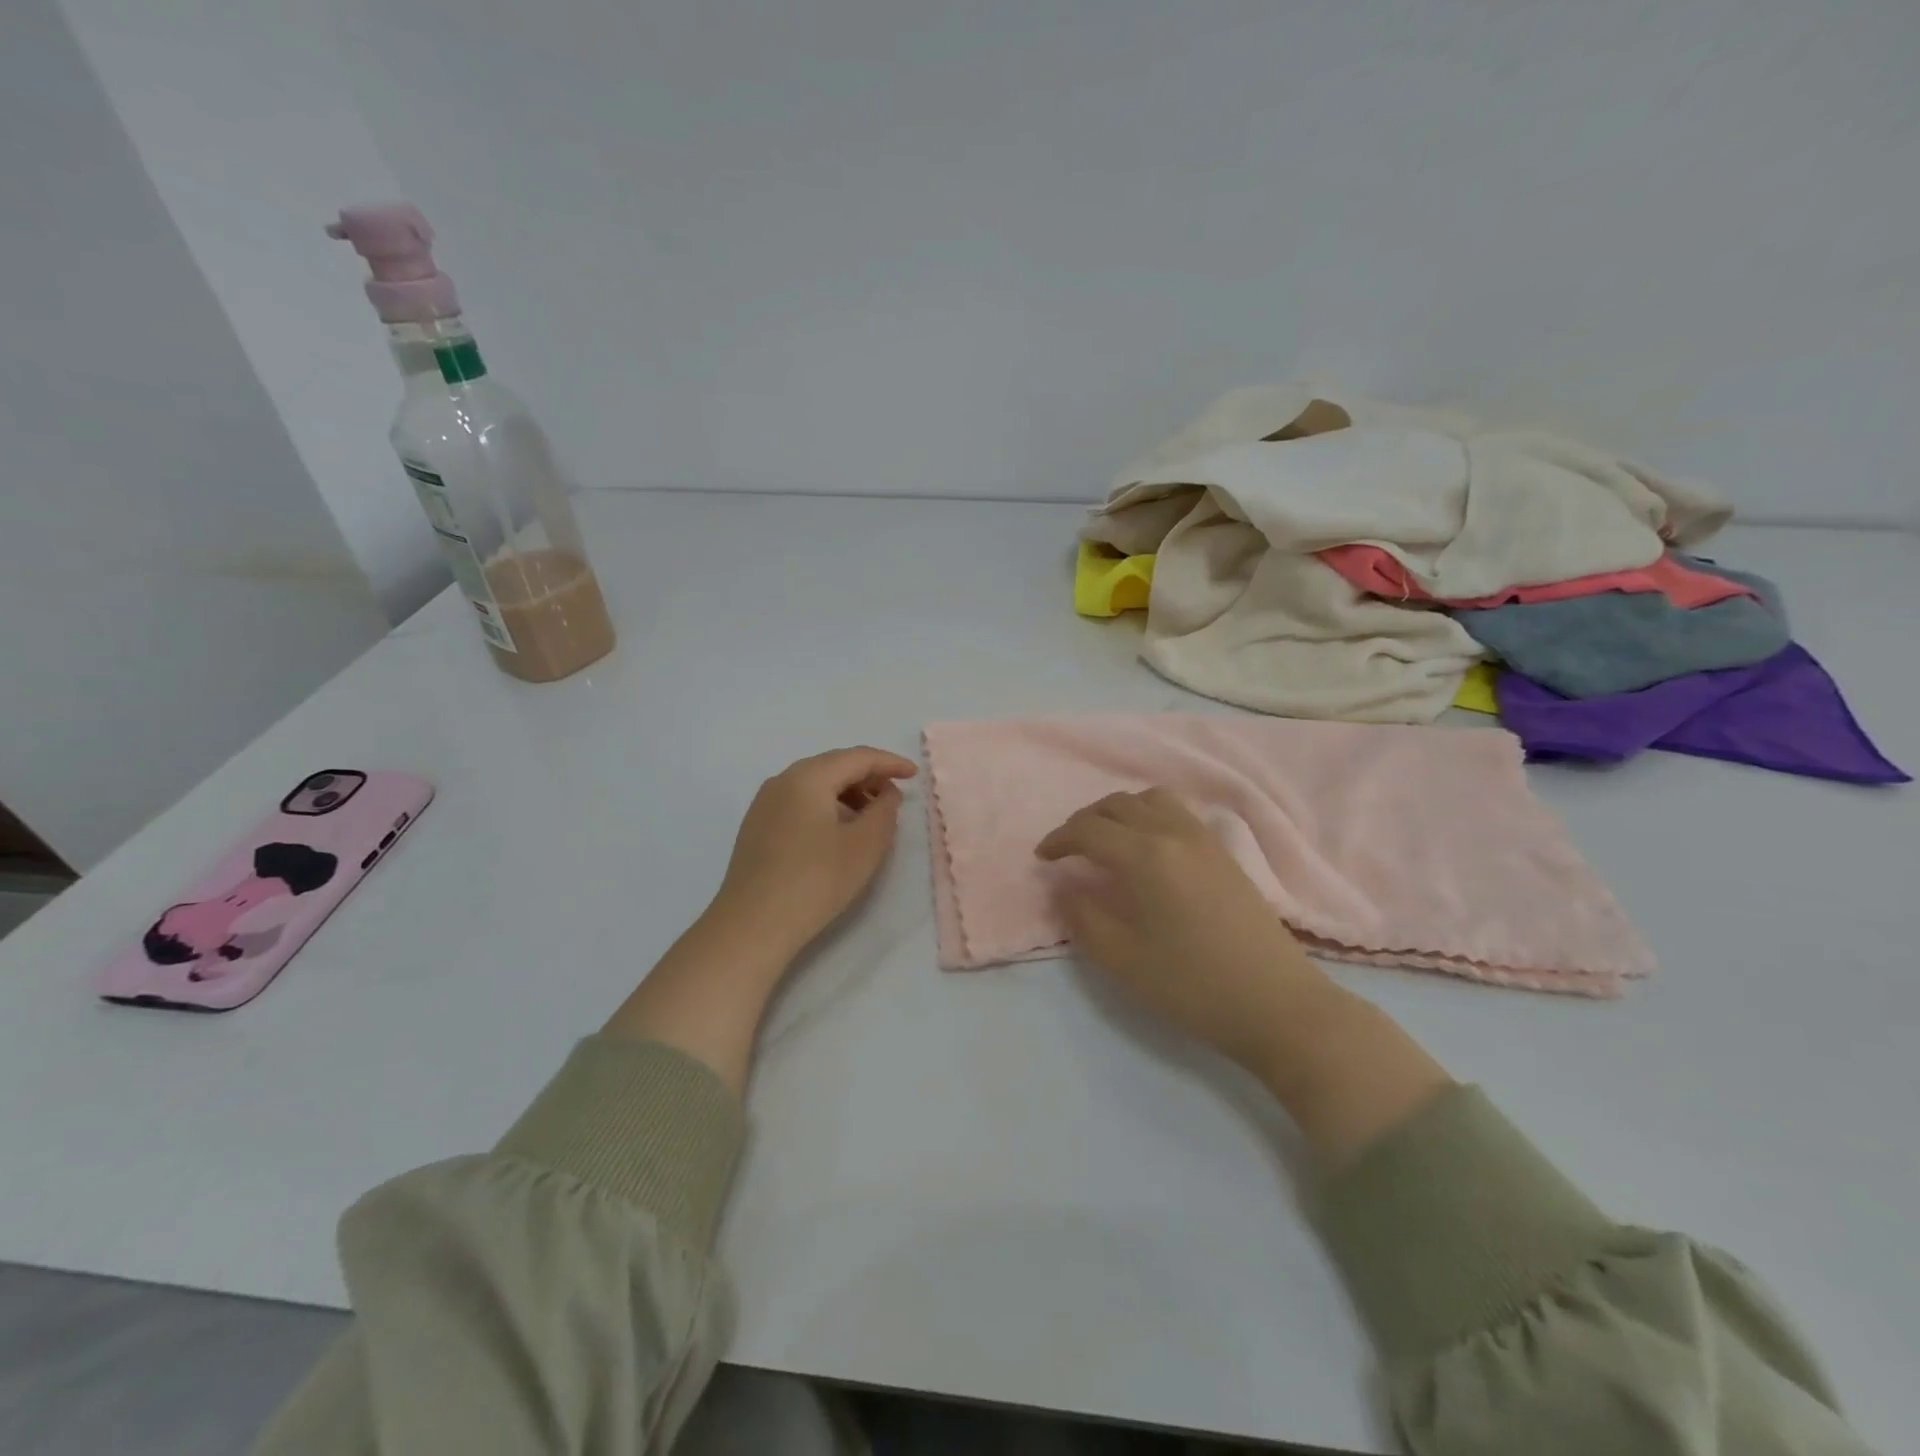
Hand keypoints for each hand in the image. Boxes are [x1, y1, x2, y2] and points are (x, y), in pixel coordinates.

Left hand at [713, 745, 918, 952]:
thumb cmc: (816, 881)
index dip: (890, 763)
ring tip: (871, 819)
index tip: (915, 775)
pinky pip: (800, 803)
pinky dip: (827, 807)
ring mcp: (765, 804)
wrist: (752, 925)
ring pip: (815, 785)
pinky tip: (839, 833)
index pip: (857, 757)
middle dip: (868, 777)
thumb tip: (886, 794)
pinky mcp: (757, 827)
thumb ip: (884, 811)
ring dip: (848, 794)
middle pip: (834, 766)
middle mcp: (782, 781)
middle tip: (895, 797)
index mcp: (808, 777)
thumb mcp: (865, 846)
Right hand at [1037, 787, 1450, 1167]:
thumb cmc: (1193, 986)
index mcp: (1147, 857)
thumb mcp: (1123, 960)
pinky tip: (1148, 849)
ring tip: (1107, 841)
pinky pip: (1177, 813)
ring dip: (1120, 811)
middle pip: (1119, 804)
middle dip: (1085, 820)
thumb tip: (1063, 886)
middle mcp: (1175, 834)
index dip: (1059, 839)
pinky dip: (1149, 816)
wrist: (1278, 1005)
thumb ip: (1083, 917)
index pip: (1090, 829)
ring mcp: (1205, 840)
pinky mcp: (1225, 854)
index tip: (1042, 858)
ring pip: (1152, 800)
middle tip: (1068, 849)